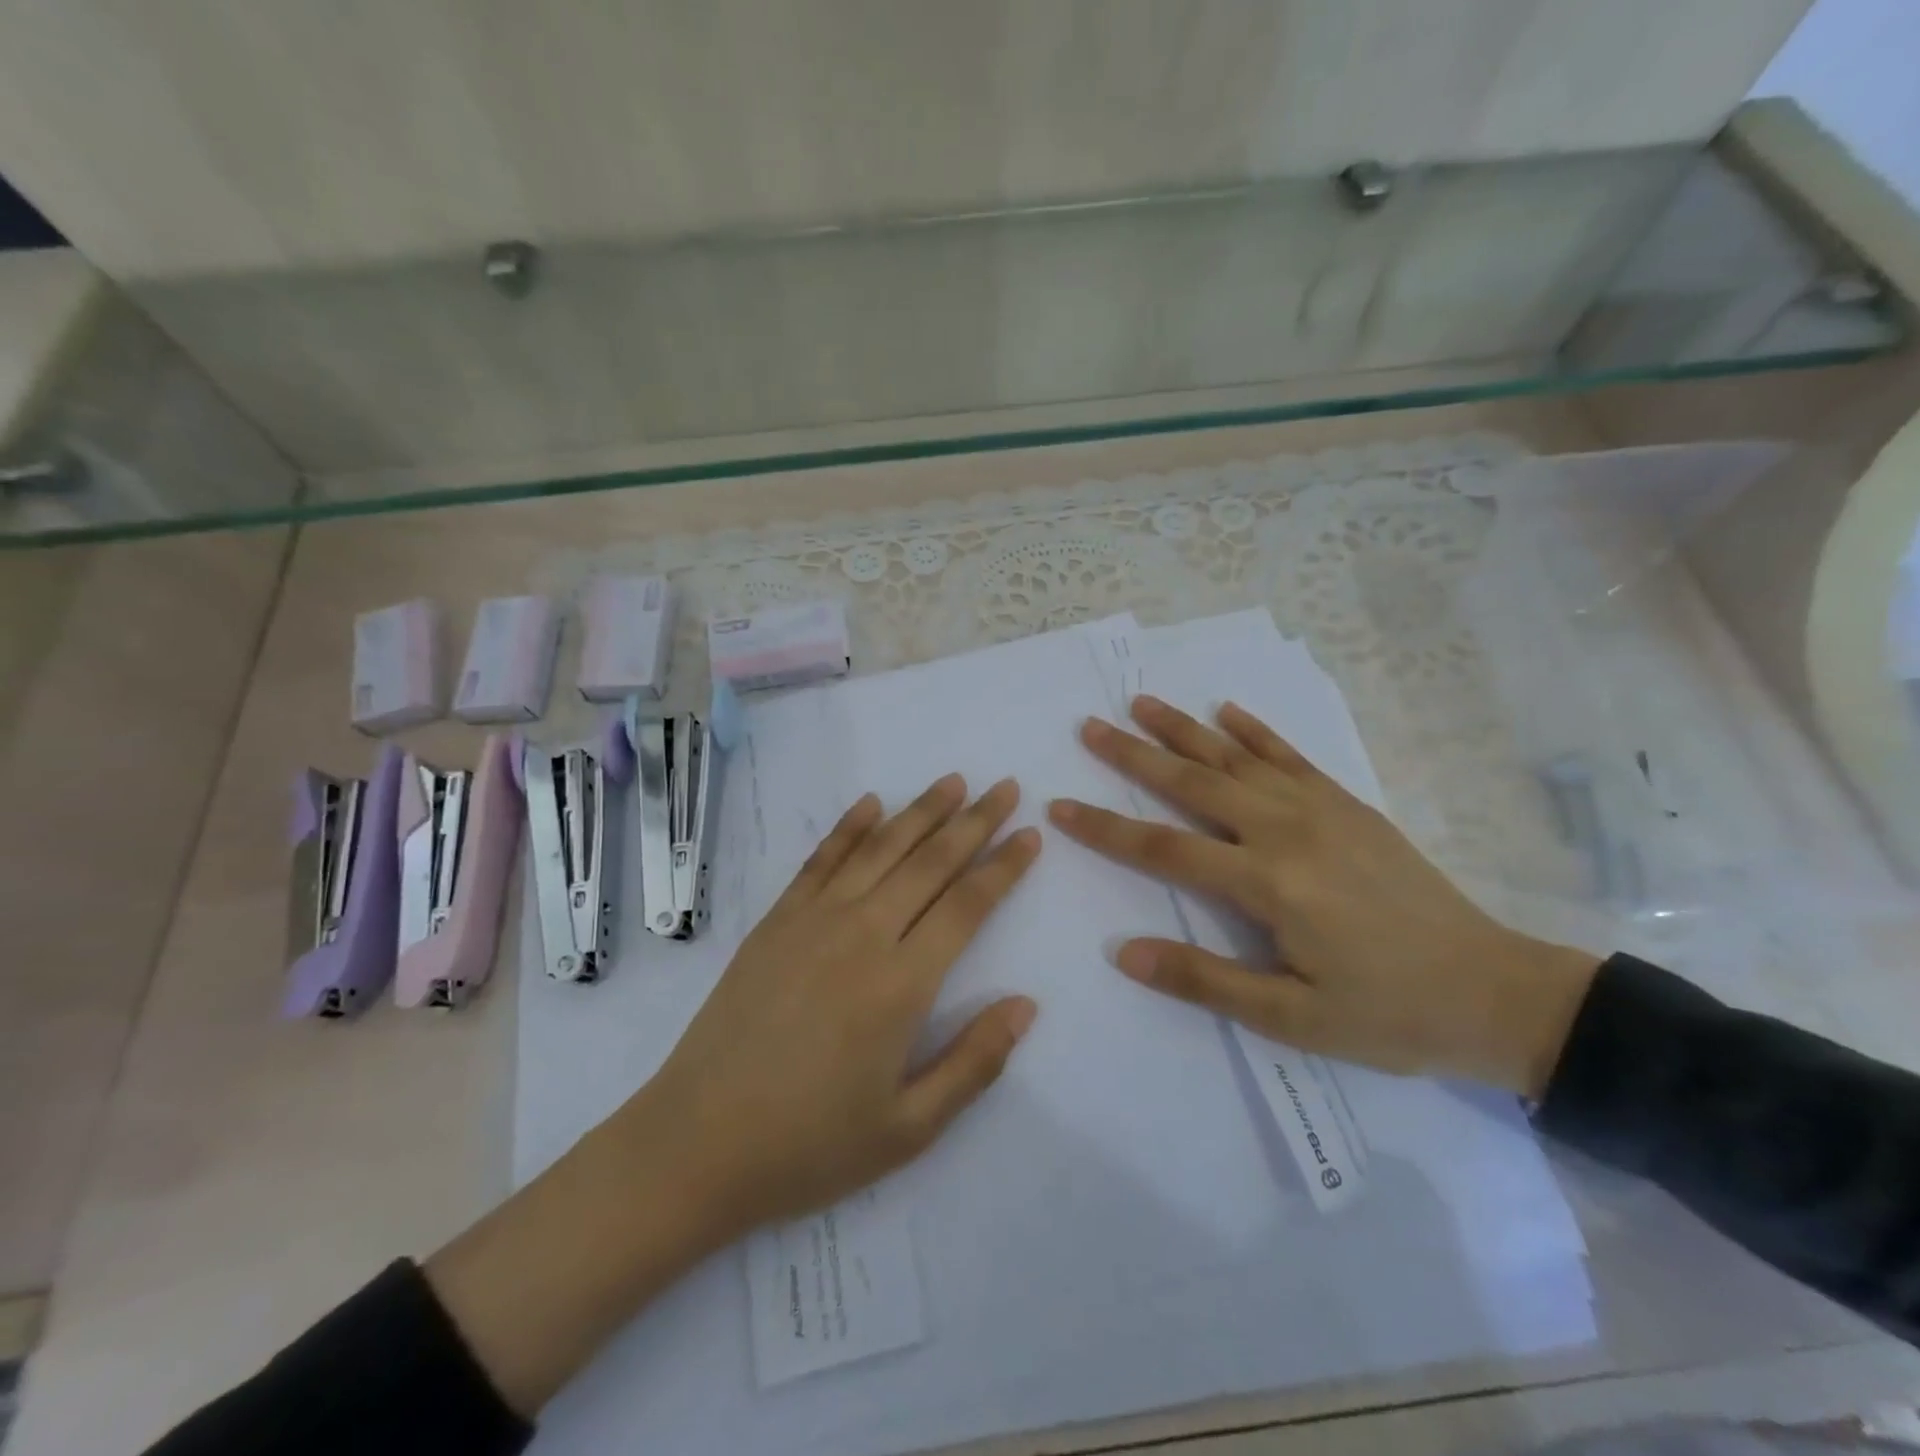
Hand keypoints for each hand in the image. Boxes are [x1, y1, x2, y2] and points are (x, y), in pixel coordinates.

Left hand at [627, 775, 1041, 1237]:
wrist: (696, 1144)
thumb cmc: (809, 1145)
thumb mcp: (908, 1128)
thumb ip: (974, 1062)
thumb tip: (1027, 1005)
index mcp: (901, 984)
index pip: (967, 905)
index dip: (1003, 867)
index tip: (1030, 835)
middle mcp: (862, 934)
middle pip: (929, 862)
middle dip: (974, 821)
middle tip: (1004, 788)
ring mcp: (812, 920)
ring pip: (879, 849)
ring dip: (920, 811)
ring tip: (953, 782)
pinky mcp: (775, 921)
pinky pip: (820, 860)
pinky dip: (849, 827)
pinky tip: (870, 803)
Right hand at [1047, 696, 1596, 1096]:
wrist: (1495, 992)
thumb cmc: (1388, 1013)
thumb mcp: (1292, 1019)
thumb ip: (1205, 980)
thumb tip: (1124, 952)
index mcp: (1268, 884)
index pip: (1163, 849)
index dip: (1106, 828)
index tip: (1060, 808)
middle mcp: (1286, 831)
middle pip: (1193, 783)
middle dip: (1135, 754)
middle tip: (1089, 726)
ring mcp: (1320, 809)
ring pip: (1236, 758)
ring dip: (1184, 729)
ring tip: (1141, 703)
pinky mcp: (1348, 805)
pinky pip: (1291, 756)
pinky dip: (1255, 730)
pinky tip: (1227, 710)